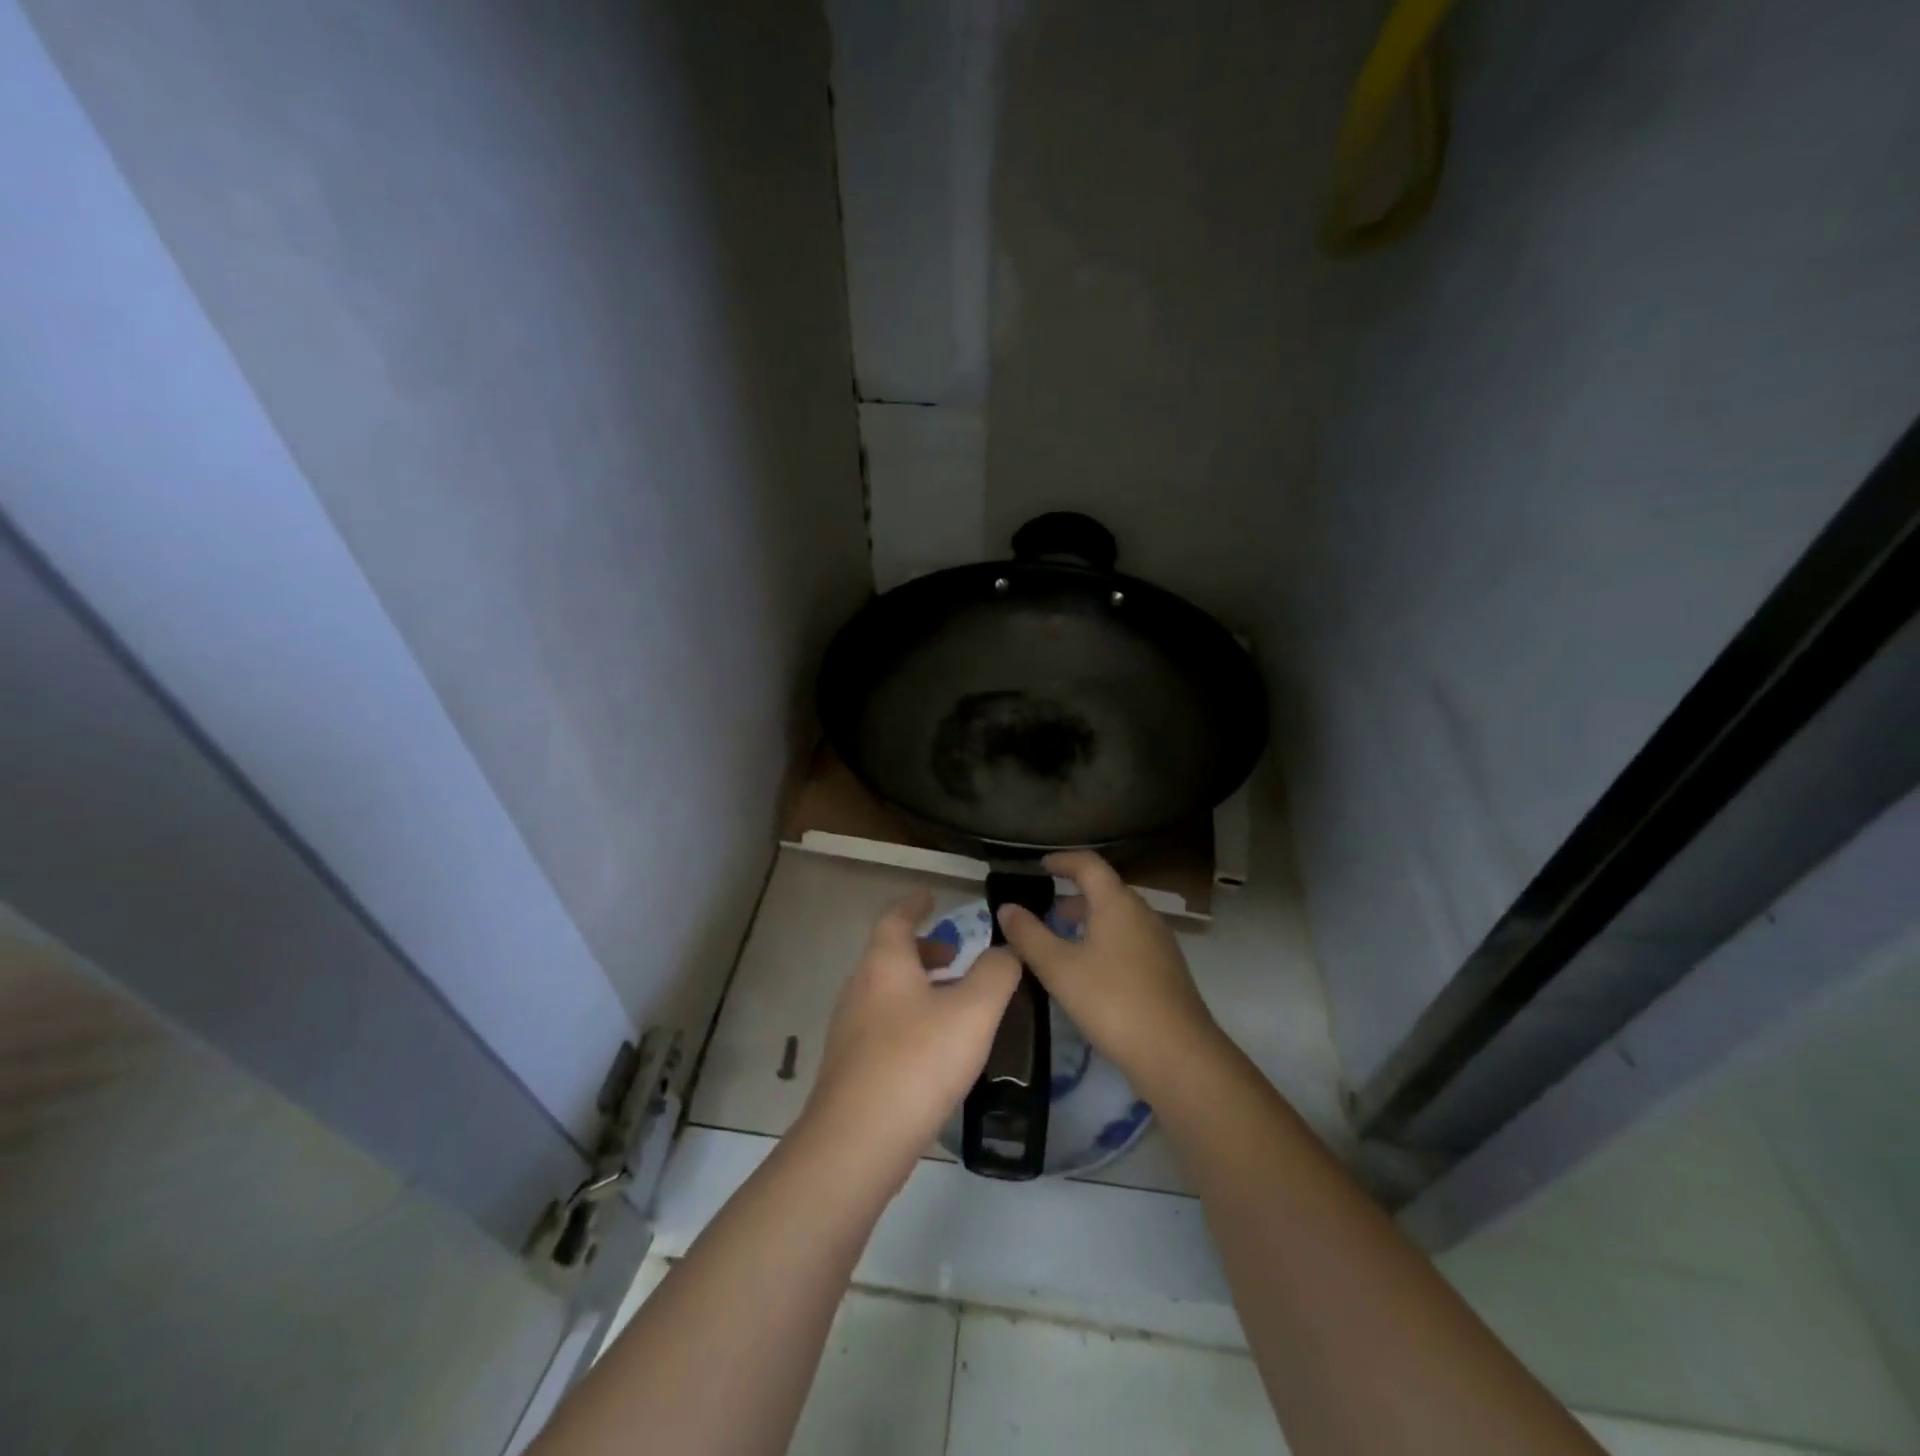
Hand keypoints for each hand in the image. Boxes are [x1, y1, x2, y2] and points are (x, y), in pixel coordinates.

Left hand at [801, 890, 1020, 1176]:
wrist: (856, 1143)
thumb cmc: (917, 1063)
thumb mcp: (972, 1012)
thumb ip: (996, 974)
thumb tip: (1006, 950)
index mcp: (884, 964)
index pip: (896, 917)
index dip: (915, 904)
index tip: (932, 896)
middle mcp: (860, 987)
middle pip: (890, 954)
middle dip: (923, 949)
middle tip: (955, 955)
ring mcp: (850, 1029)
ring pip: (886, 990)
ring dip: (918, 985)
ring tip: (954, 1002)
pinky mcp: (850, 1066)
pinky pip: (883, 1023)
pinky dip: (909, 1017)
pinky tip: (934, 1048)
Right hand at [996, 851, 1220, 1095]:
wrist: (1178, 1055)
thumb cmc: (1113, 1002)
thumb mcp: (1060, 969)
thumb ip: (1029, 935)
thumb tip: (1006, 907)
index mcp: (1117, 903)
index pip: (1089, 864)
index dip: (1062, 861)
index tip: (1040, 866)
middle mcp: (1142, 914)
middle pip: (1105, 891)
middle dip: (1072, 896)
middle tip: (1043, 912)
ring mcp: (1159, 942)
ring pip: (1118, 918)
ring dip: (1088, 921)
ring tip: (1060, 942)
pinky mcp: (1166, 970)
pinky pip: (1129, 940)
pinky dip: (1104, 942)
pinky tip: (1089, 972)